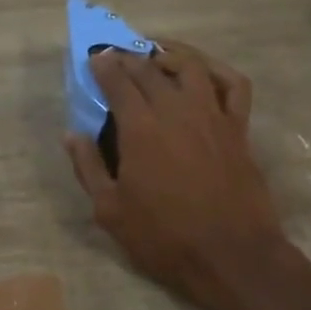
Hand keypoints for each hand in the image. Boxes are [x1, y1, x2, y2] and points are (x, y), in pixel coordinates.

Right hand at [64, 43, 288, 309]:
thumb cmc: (164, 237)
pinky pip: (233, 85)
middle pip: (150, 70)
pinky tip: (204, 73)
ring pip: (191, 66)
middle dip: (129, 58)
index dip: (104, 66)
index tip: (95, 58)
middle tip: (118, 57)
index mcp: (140, 128)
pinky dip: (218, 71)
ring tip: (156, 56)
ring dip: (170, 54)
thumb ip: (88, 168)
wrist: (231, 255)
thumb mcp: (111, 211)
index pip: (118, 82)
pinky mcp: (238, 128)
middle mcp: (176, 110)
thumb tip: (72, 135)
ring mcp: (211, 115)